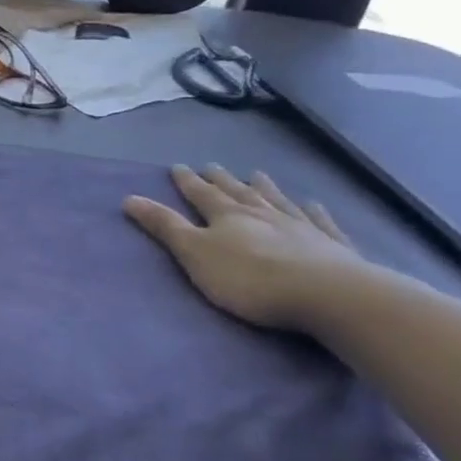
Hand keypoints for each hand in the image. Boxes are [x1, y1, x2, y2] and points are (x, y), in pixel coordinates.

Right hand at [123, 165, 363, 331]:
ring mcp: (300, 226)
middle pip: (238, 192)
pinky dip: (313, 211)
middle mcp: (262, 213)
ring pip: (277, 200)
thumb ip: (165, 227)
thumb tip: (129, 198)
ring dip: (264, 187)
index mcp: (227, 216)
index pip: (201, 194)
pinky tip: (313, 204)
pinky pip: (319, 221)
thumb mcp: (195, 254)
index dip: (188, 181)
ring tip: (257, 175)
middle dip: (222, 180)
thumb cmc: (250, 278)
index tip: (178, 166)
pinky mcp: (331, 245)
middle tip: (212, 166)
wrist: (328, 294)